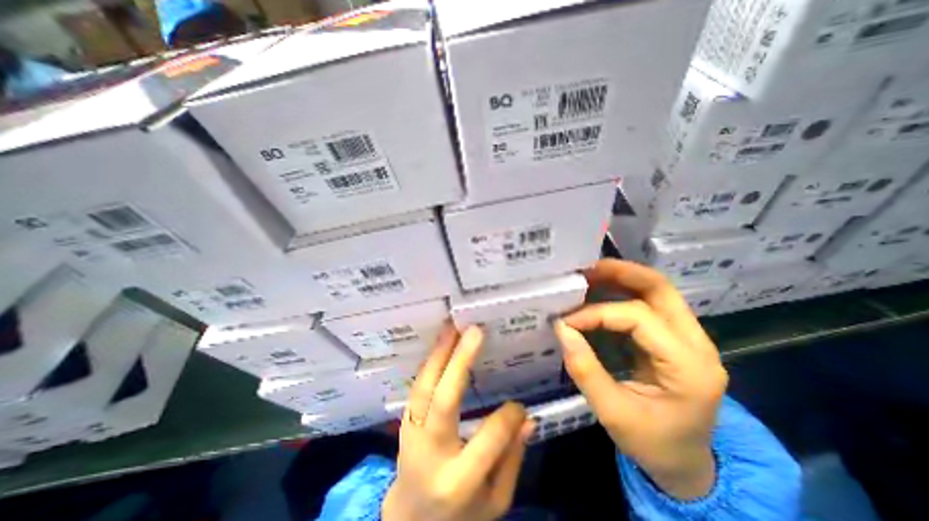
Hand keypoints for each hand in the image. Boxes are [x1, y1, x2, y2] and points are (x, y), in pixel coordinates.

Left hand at [380, 324, 532, 518]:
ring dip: (438, 354)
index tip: (519, 405)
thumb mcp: (494, 502)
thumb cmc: (460, 516)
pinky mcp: (404, 424)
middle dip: (460, 362)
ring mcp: (411, 435)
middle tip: (474, 332)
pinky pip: (416, 389)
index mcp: (458, 482)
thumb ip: (511, 460)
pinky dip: (429, 364)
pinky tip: (440, 345)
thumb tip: (527, 419)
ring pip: (424, 388)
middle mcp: (431, 453)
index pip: (488, 441)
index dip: (507, 418)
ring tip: (452, 328)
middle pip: (444, 401)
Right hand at [551, 262, 724, 497]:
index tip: (566, 320)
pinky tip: (600, 293)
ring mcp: (689, 338)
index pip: (638, 318)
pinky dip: (623, 293)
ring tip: (590, 274)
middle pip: (660, 289)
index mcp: (688, 367)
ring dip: (622, 278)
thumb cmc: (652, 444)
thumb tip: (561, 329)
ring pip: (657, 291)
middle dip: (621, 273)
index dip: (597, 313)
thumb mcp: (613, 414)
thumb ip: (585, 369)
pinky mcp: (675, 338)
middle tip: (586, 269)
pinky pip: (649, 304)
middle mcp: (697, 344)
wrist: (686, 464)